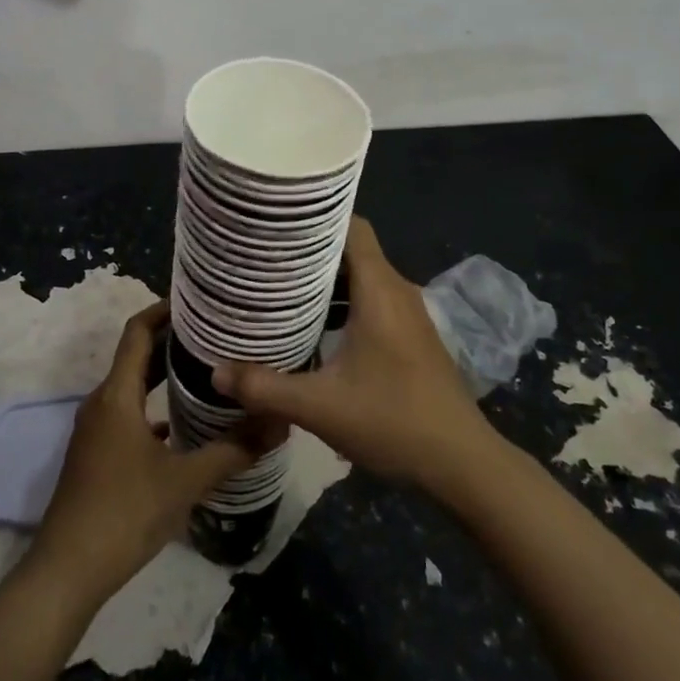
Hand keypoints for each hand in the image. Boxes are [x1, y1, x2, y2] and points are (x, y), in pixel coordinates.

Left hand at [28, 301, 264, 606]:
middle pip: (137, 356)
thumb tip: (278, 423)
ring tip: (207, 371)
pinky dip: (154, 407)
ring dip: (164, 374)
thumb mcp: (186, 481)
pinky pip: (128, 414)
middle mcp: (102, 402)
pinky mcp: (96, 454)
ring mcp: (96, 430)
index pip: (137, 332)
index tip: (197, 301)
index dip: (164, 310)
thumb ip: (233, 450)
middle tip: (216, 334)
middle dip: (173, 341)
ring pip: (132, 387)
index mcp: (117, 395)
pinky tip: (184, 424)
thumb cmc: (124, 513)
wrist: (66, 572)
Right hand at [213, 217, 493, 496]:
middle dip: (310, 249)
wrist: (463, 462)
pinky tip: (315, 324)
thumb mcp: (321, 407)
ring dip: (326, 278)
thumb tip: (216, 372)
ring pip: (362, 276)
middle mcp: (396, 290)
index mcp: (379, 289)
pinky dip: (343, 300)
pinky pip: (372, 298)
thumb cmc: (394, 421)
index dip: (316, 217)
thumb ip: (266, 387)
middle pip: (352, 249)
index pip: (351, 226)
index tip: (277, 221)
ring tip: (281, 286)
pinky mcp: (411, 335)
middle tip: (265, 255)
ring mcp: (408, 313)